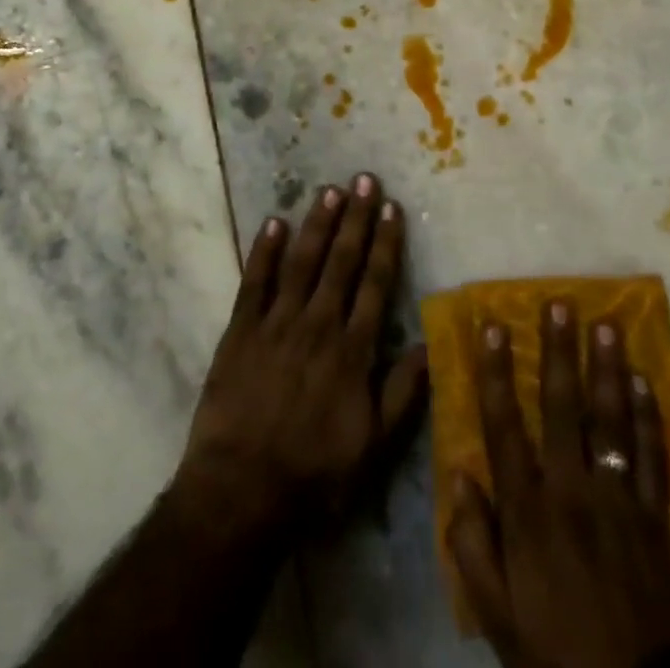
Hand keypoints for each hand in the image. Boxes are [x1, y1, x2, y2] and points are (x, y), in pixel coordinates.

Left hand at [173, 173, 428, 544]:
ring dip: (316, 224)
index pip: (374, 284)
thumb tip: (430, 345)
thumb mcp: (373, 447)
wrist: (241, 491)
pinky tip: (273, 221)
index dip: (384, 243)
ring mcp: (276, 324)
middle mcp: (317, 325)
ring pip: (301, 262)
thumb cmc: (314, 474)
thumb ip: (402, 393)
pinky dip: (264, 250)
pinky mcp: (240, 330)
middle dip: (355, 218)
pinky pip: (254, 282)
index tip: (391, 208)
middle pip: (341, 262)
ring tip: (329, 189)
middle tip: (364, 179)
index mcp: (352, 350)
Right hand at [448, 299, 669, 667]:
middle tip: (560, 304)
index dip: (496, 372)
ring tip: (607, 324)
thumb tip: (458, 472)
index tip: (492, 326)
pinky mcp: (655, 519)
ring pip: (612, 421)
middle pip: (564, 408)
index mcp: (527, 509)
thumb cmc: (552, 650)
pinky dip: (650, 417)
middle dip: (560, 352)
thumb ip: (471, 542)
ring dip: (608, 369)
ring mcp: (618, 500)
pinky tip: (645, 382)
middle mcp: (572, 490)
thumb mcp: (495, 611)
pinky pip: (653, 458)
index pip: (505, 425)